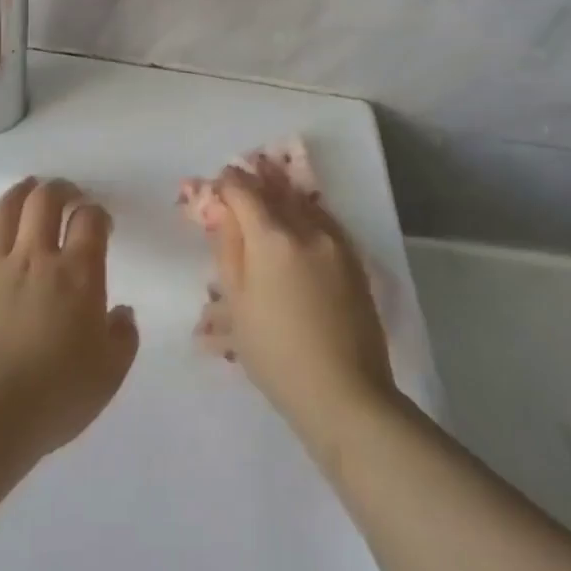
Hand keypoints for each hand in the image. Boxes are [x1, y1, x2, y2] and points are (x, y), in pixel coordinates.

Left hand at [0, 177, 138, 461]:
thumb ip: (123, 336)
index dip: (97, 213)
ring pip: (4, 209)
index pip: (90, 220)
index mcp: (77, 274)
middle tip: (66, 195)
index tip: (100, 223)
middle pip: (45, 200)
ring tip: (27, 193)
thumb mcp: (110, 373)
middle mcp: (35, 257)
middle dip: (59, 189)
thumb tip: (121, 312)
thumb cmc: (55, 396)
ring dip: (19, 194)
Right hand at [194, 156, 395, 440]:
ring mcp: (336, 243)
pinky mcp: (355, 261)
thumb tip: (222, 212)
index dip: (227, 184)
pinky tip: (299, 220)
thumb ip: (228, 250)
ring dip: (283, 192)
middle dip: (256, 181)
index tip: (216, 184)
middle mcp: (307, 229)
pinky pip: (324, 221)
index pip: (244, 192)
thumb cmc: (276, 354)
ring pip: (303, 202)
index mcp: (272, 238)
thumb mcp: (238, 304)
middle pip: (276, 190)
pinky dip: (306, 213)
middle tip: (240, 178)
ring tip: (268, 190)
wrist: (344, 393)